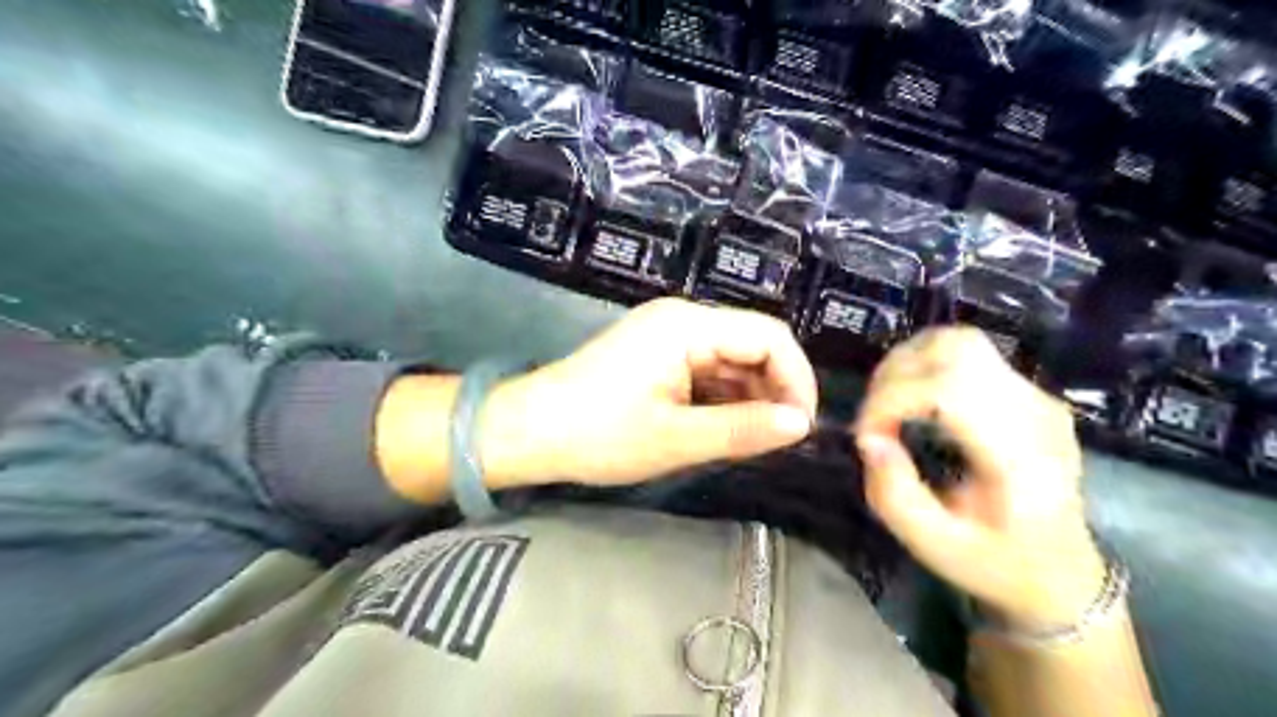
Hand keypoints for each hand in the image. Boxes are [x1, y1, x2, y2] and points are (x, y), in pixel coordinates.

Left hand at [478, 297, 817, 486]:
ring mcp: (668, 336)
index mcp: (687, 326)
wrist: (529, 432)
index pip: (769, 336)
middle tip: (777, 441)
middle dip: (773, 390)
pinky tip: (724, 428)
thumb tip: (801, 426)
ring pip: (731, 360)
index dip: (796, 378)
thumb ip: (742, 429)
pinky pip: (707, 370)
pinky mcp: (658, 354)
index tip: (801, 428)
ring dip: (749, 397)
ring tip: (751, 441)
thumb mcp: (676, 439)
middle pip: (752, 344)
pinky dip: (723, 398)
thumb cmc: (598, 434)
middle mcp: (682, 320)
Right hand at [857, 328, 1108, 629]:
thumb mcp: (935, 546)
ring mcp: (1035, 396)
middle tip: (874, 418)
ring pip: (960, 341)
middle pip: (956, 348)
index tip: (867, 437)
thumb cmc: (997, 564)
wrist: (1062, 574)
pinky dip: (924, 367)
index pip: (949, 388)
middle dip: (895, 375)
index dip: (892, 400)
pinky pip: (966, 356)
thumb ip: (895, 495)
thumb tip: (870, 440)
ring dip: (908, 364)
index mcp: (1020, 454)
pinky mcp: (1025, 392)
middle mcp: (1034, 411)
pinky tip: (911, 402)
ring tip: (887, 406)